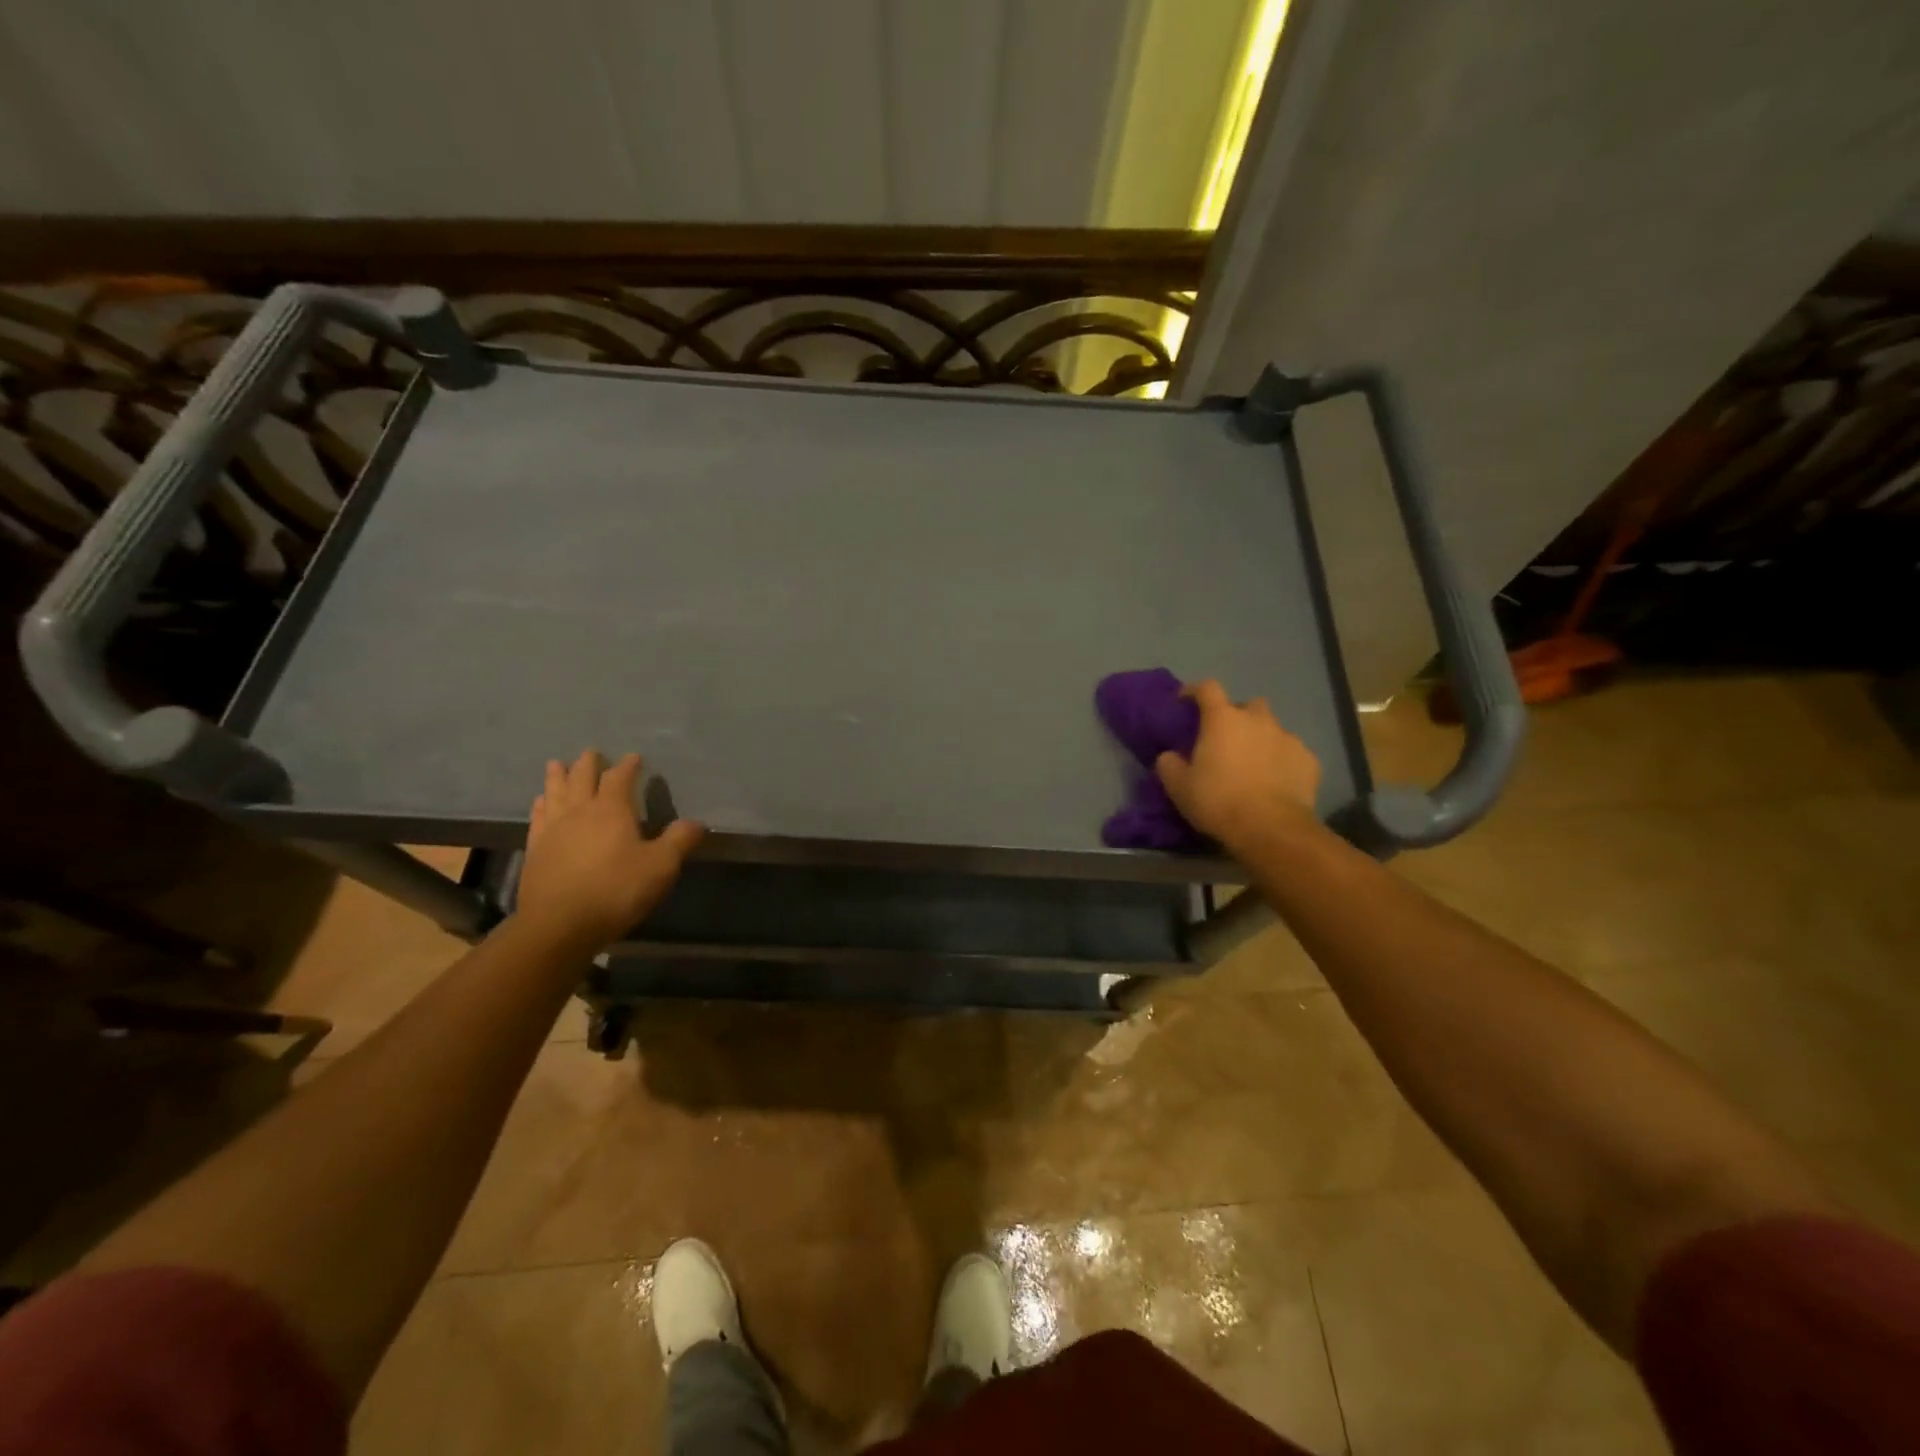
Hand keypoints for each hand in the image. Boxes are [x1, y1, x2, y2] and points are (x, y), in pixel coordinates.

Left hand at [517, 751, 703, 950]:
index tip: (634, 757)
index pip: (619, 778)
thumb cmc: (616, 891)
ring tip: (557, 764)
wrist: (559, 925)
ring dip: (558, 777)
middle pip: (582, 778)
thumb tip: (697, 823)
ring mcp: (553, 830)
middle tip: (592, 752)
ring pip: (555, 792)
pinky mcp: (536, 850)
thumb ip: (679, 841)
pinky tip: (541, 802)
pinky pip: (538, 817)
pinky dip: (541, 804)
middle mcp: (579, 812)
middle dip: (589, 764)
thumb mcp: (661, 867)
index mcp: (612, 810)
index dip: (628, 766)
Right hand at [1154, 680, 1321, 856]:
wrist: (1271, 829)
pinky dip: (1282, 762)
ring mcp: (1288, 738)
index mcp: (1223, 720)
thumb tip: (1169, 756)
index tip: (1185, 702)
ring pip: (1272, 729)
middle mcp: (1258, 720)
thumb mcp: (1179, 787)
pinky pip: (1292, 753)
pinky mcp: (1309, 760)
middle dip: (1237, 717)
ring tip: (1253, 764)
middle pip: (1247, 706)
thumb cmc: (1218, 801)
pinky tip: (1276, 782)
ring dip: (1261, 740)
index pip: (1207, 688)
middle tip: (1226, 740)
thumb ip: (1169, 765)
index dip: (1194, 691)